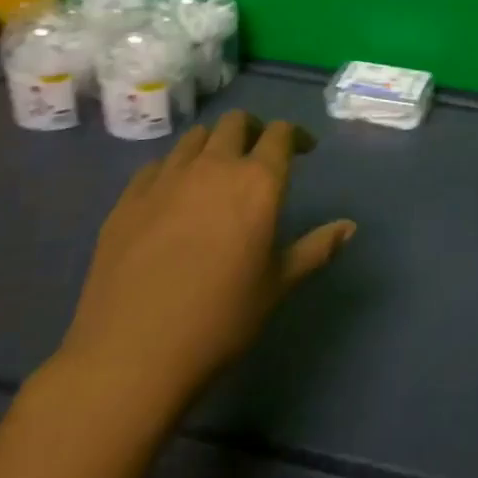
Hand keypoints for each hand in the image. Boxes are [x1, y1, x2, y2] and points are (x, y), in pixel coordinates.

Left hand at [53, 111, 355, 414]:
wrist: (132, 354)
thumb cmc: (219, 320)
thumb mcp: (277, 286)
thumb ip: (315, 249)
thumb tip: (349, 227)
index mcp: (257, 182)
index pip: (281, 134)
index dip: (295, 135)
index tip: (303, 150)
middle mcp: (214, 166)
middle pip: (236, 123)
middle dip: (253, 130)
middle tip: (259, 155)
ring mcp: (166, 178)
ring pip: (195, 137)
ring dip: (213, 145)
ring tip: (216, 172)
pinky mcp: (129, 198)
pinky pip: (157, 165)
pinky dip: (174, 169)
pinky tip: (173, 197)